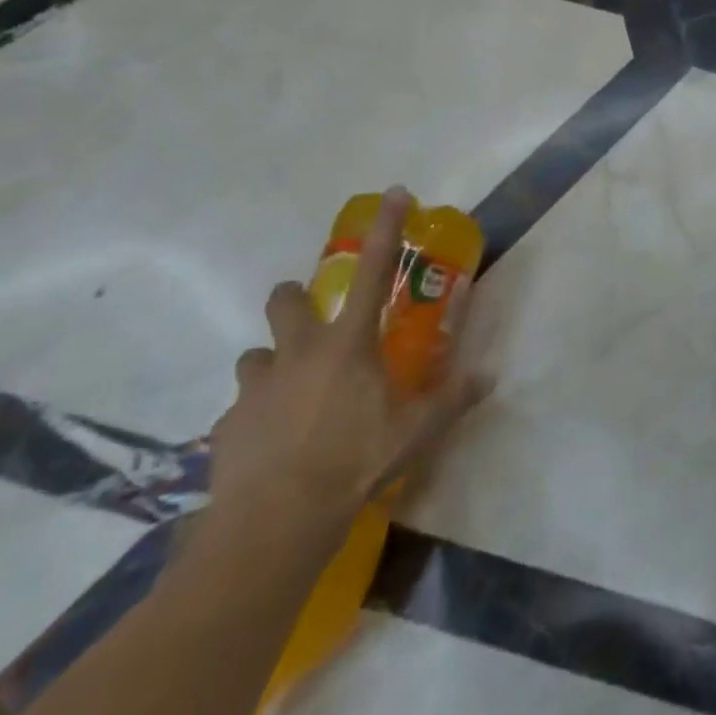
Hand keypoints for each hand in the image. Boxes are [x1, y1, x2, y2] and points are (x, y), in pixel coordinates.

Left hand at [208, 187, 491, 538]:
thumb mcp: (417, 430)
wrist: (275, 521)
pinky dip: (255, 415)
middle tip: (310, 319)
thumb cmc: (355, 461)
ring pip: (255, 355)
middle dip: (295, 298)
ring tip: (290, 390)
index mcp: (348, 344)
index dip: (387, 228)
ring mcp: (256, 388)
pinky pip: (240, 409)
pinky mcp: (225, 425)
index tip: (394, 193)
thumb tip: (490, 376)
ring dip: (272, 363)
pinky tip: (270, 441)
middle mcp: (298, 353)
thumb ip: (453, 398)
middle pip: (286, 301)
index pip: (376, 271)